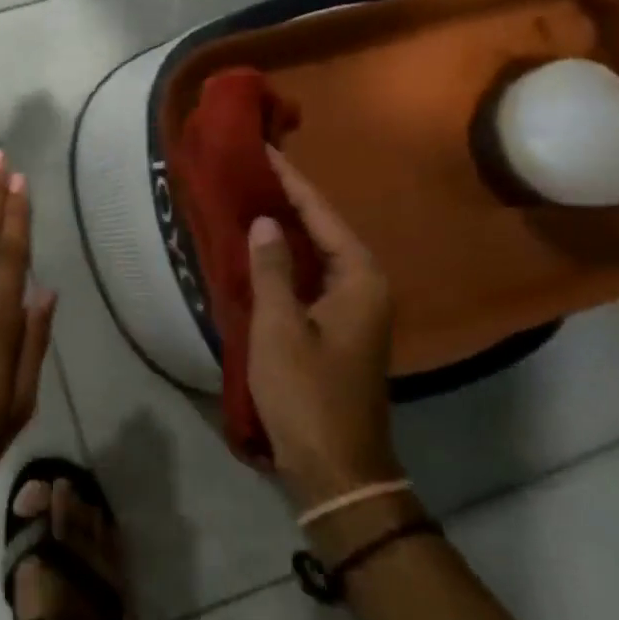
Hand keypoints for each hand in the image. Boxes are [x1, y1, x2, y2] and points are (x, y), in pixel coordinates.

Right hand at [246, 146, 400, 508]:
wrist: (337, 468)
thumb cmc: (308, 393)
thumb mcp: (280, 326)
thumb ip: (271, 268)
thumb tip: (265, 221)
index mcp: (359, 279)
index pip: (321, 214)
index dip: (291, 182)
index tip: (265, 151)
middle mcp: (365, 287)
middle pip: (325, 229)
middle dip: (290, 200)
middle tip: (253, 172)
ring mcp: (355, 310)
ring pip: (319, 254)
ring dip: (289, 229)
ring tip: (253, 200)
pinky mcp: (340, 328)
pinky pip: (313, 276)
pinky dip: (289, 259)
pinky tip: (262, 251)